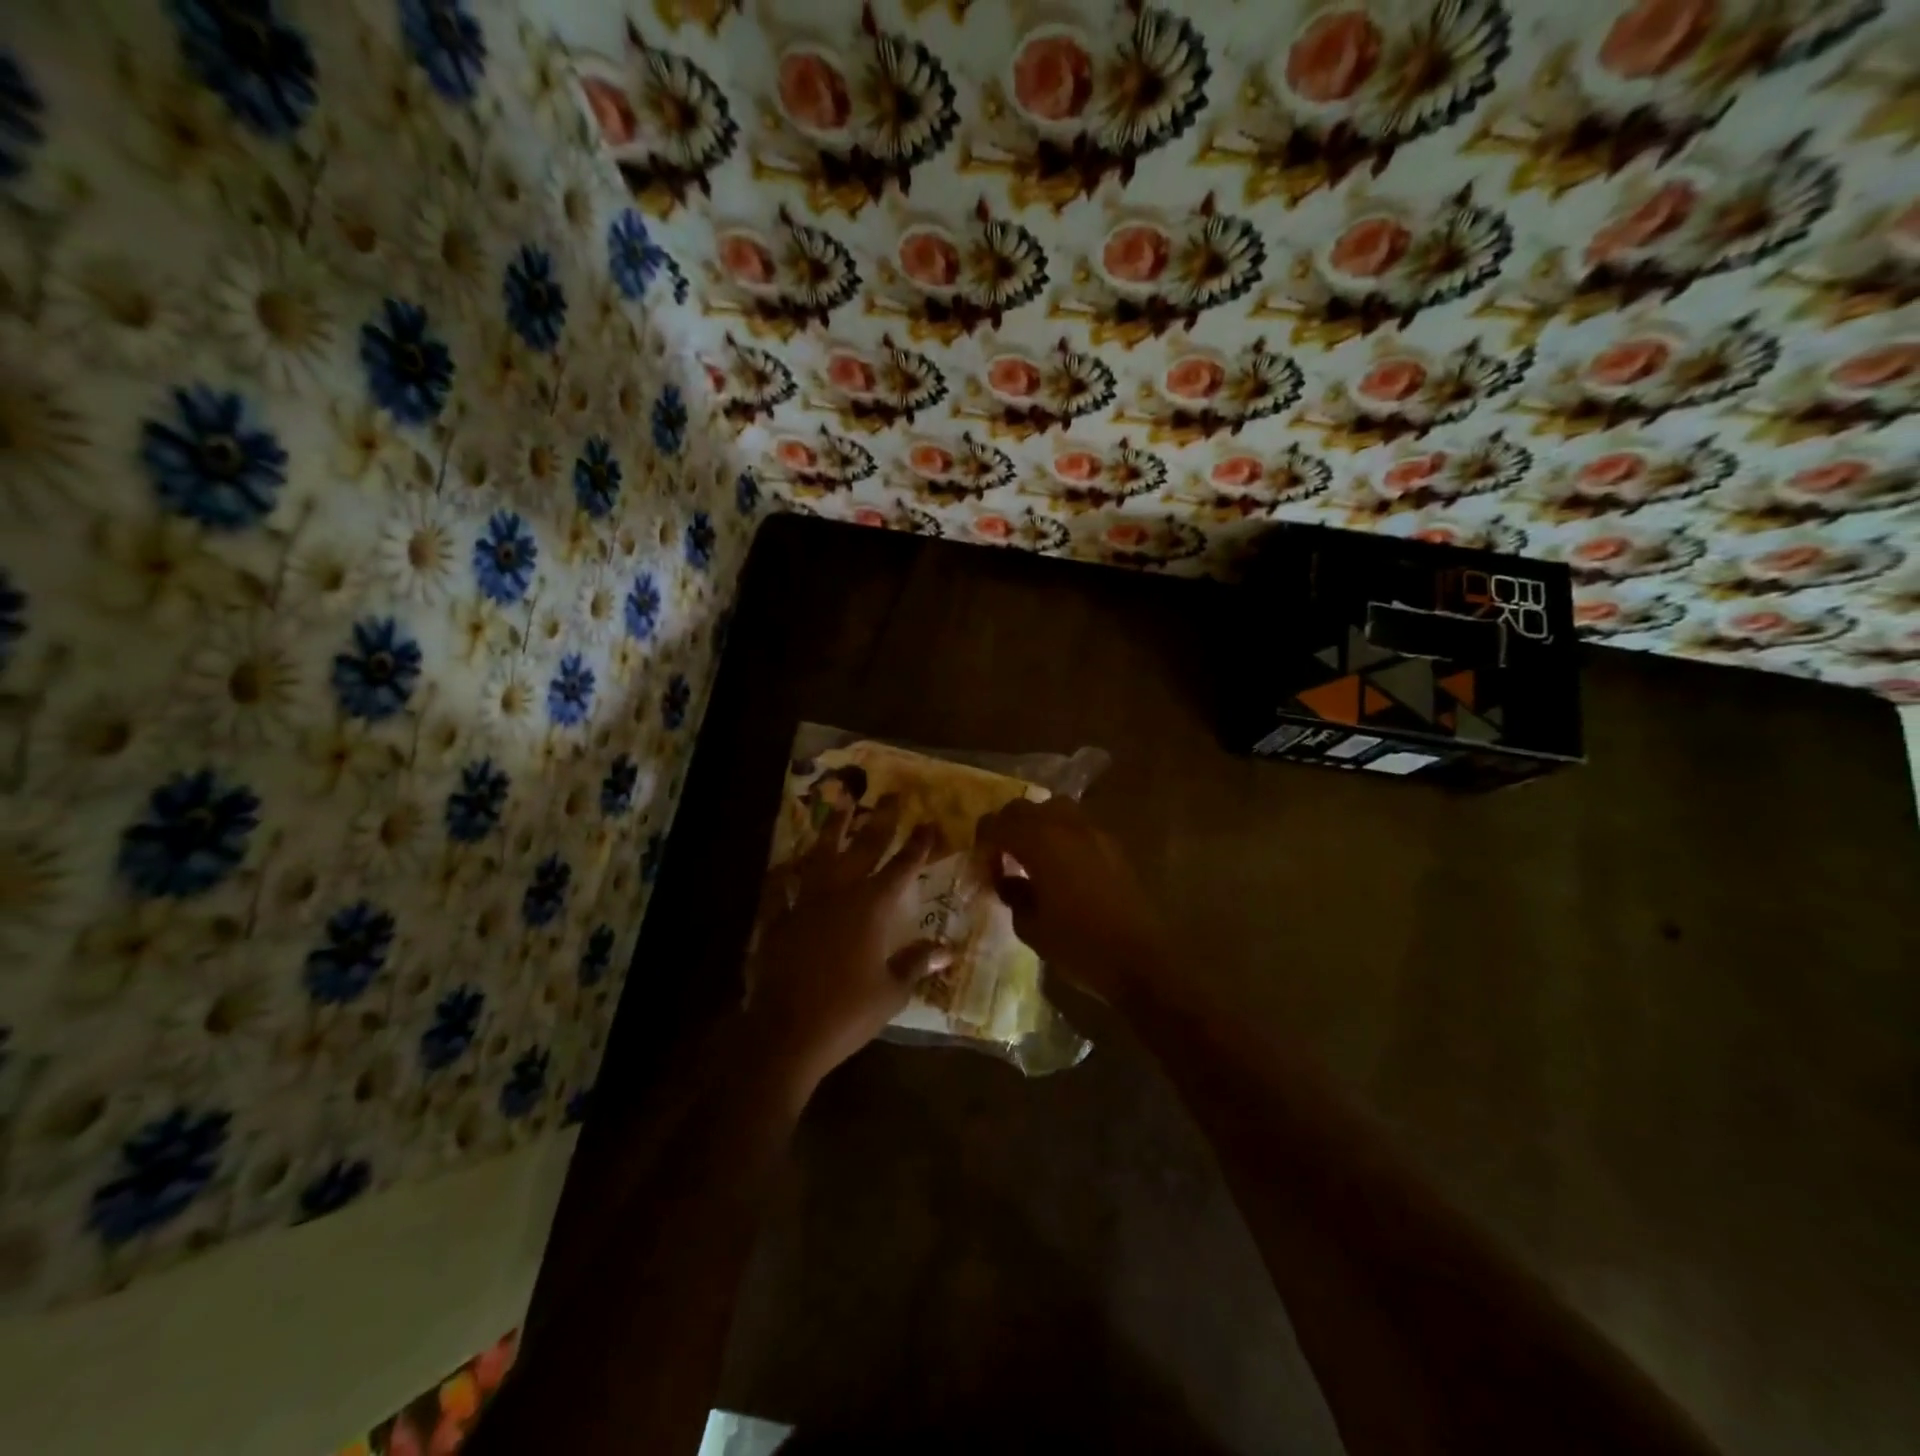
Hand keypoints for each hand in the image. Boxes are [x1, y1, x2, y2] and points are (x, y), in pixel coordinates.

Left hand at [746, 797, 950, 1096]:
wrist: (786, 1032)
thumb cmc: (847, 1012)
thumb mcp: (891, 990)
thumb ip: (917, 963)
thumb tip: (949, 949)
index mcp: (872, 908)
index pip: (902, 867)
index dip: (918, 845)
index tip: (929, 822)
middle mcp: (840, 893)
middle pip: (864, 848)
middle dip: (881, 821)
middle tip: (891, 796)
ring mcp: (804, 901)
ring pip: (821, 855)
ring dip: (833, 828)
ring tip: (841, 803)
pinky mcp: (777, 917)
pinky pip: (780, 886)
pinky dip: (785, 873)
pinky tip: (786, 862)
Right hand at [975, 798, 1164, 1004]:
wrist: (1141, 960)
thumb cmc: (1079, 946)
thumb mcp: (1031, 927)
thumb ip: (1013, 895)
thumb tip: (1006, 880)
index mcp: (1040, 842)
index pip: (998, 823)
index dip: (983, 840)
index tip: (980, 863)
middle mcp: (1066, 827)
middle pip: (1025, 808)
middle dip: (1006, 826)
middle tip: (1000, 856)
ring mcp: (1094, 833)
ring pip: (1055, 808)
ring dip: (1036, 824)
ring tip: (1031, 854)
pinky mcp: (1113, 846)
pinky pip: (1078, 825)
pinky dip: (1061, 834)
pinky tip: (1060, 865)